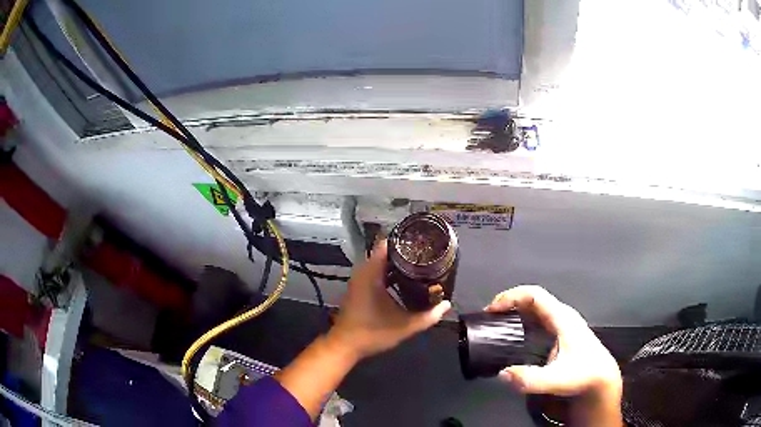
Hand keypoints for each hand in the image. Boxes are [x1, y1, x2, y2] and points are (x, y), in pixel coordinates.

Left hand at [327, 240, 450, 359]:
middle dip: (405, 252)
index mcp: (371, 274)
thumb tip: (446, 305)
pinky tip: (405, 280)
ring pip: (380, 263)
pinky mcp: (359, 288)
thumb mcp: (404, 326)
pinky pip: (376, 272)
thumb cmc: (372, 333)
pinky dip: (389, 272)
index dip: (404, 241)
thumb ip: (428, 316)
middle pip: (385, 252)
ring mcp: (359, 280)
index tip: (422, 242)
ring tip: (420, 264)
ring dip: (397, 263)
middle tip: (426, 254)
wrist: (345, 345)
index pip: (386, 245)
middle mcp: (363, 272)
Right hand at [486, 286, 621, 424]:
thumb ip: (531, 379)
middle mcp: (562, 316)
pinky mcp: (560, 334)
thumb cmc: (584, 376)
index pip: (535, 295)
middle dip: (509, 303)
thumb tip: (503, 374)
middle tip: (489, 318)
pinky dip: (521, 321)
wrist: (601, 380)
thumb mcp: (558, 380)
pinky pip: (537, 320)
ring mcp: (562, 324)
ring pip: (535, 309)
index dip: (512, 296)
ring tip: (496, 324)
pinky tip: (513, 335)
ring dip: (514, 312)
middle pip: (533, 299)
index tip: (492, 309)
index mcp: (562, 318)